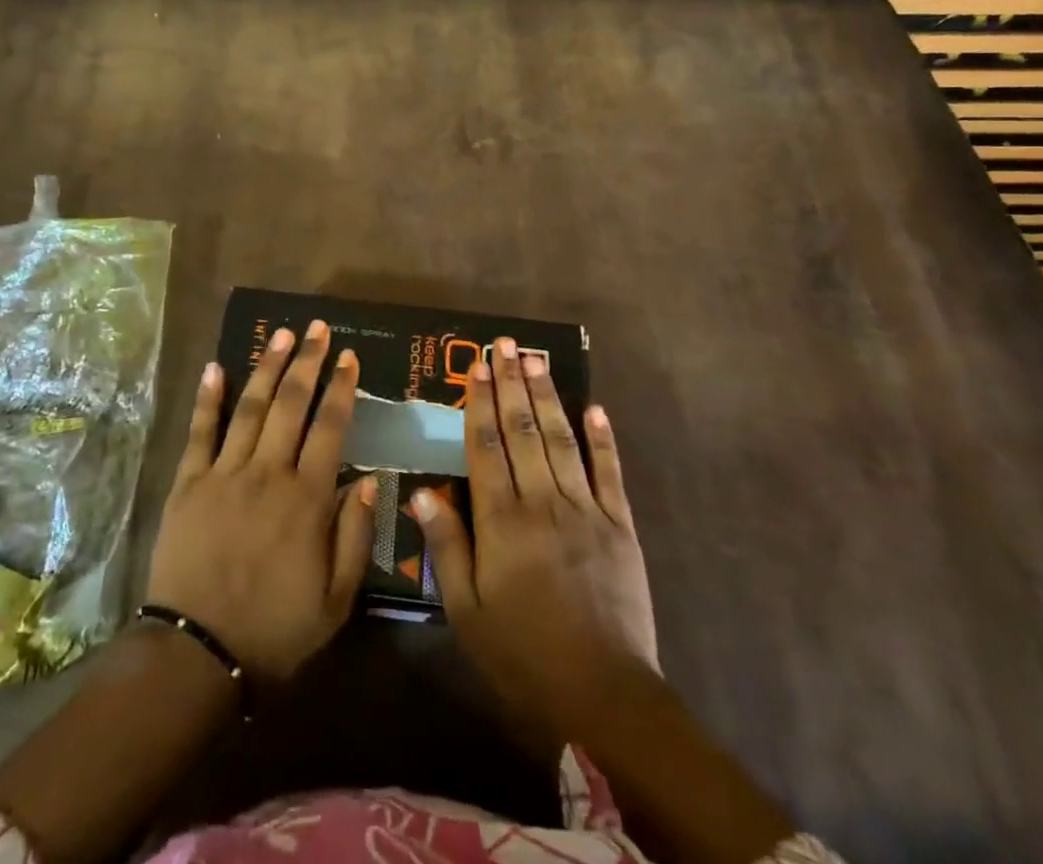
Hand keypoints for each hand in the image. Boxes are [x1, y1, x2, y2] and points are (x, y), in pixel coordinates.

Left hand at [146, 321, 377, 682]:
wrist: (198, 654)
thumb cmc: (274, 630)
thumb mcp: (335, 600)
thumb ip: (355, 535)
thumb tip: (370, 478)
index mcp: (307, 499)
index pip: (329, 428)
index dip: (341, 388)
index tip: (348, 357)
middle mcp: (268, 473)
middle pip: (291, 405)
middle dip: (307, 362)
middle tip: (317, 328)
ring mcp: (224, 473)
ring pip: (251, 408)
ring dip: (267, 367)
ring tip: (280, 335)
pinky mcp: (189, 483)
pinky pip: (200, 432)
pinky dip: (208, 398)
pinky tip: (216, 367)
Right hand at [412, 337, 658, 742]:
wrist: (604, 698)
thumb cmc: (523, 655)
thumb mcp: (467, 611)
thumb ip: (446, 545)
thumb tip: (422, 490)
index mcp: (502, 521)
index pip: (486, 446)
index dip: (479, 403)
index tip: (476, 365)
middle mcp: (543, 502)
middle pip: (524, 430)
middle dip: (512, 383)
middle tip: (506, 343)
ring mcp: (586, 510)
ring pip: (562, 440)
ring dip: (548, 396)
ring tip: (537, 359)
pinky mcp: (620, 526)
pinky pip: (610, 473)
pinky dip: (603, 439)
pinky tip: (595, 408)